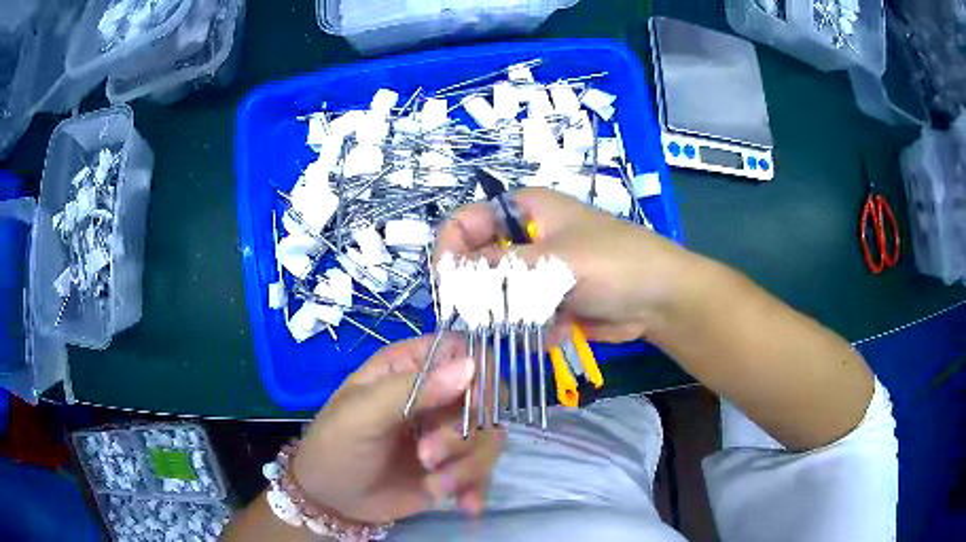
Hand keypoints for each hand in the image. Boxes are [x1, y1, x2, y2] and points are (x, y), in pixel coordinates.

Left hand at [291, 336, 504, 524]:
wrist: (331, 500)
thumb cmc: (335, 446)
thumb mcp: (362, 414)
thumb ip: (412, 390)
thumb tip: (471, 367)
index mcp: (410, 367)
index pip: (465, 352)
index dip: (480, 375)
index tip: (474, 408)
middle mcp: (436, 395)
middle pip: (485, 400)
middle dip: (463, 436)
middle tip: (427, 458)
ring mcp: (448, 433)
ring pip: (489, 438)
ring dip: (467, 467)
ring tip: (435, 485)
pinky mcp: (454, 466)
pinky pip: (485, 471)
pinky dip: (478, 488)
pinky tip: (466, 506)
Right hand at [435, 188, 694, 342]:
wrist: (660, 299)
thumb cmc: (613, 263)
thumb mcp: (553, 261)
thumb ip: (498, 269)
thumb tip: (451, 281)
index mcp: (523, 209)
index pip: (464, 222)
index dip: (449, 250)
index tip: (448, 286)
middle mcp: (524, 237)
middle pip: (475, 261)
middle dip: (479, 291)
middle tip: (487, 316)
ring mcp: (536, 271)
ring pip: (495, 293)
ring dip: (505, 314)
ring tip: (533, 322)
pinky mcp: (546, 300)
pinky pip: (518, 315)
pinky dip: (529, 327)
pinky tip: (559, 329)